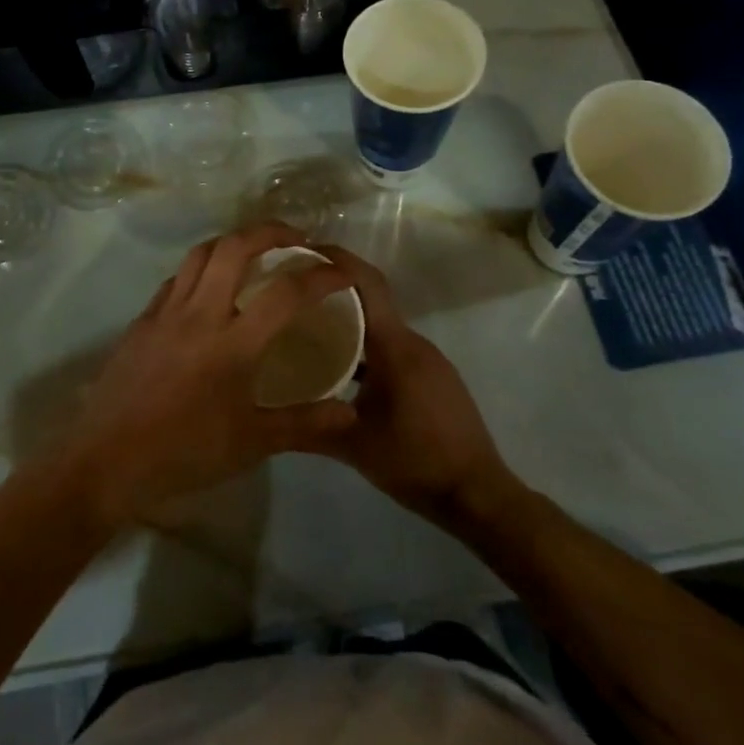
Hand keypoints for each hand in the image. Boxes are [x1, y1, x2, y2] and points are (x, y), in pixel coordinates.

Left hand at [56, 224, 360, 527]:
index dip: (321, 276)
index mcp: (233, 343)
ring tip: (254, 251)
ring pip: (200, 253)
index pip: (286, 293)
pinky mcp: (142, 320)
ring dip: (232, 241)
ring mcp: (166, 312)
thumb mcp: (252, 443)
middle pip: (236, 247)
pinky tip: (208, 287)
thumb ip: (304, 423)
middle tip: (296, 239)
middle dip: (271, 231)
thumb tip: (350, 413)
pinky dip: (200, 268)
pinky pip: (176, 278)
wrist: (107, 459)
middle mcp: (200, 313)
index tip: (341, 272)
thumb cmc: (184, 453)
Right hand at [297, 245, 514, 527]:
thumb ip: (309, 424)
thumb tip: (264, 414)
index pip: (366, 284)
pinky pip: (393, 347)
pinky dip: (365, 345)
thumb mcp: (352, 445)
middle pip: (370, 300)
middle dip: (332, 290)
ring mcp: (428, 360)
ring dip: (348, 321)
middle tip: (290, 292)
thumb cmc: (415, 461)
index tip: (302, 250)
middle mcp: (414, 343)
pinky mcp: (433, 378)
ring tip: (306, 328)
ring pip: (381, 326)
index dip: (337, 261)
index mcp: (395, 347)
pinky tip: (340, 367)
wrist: (479, 495)